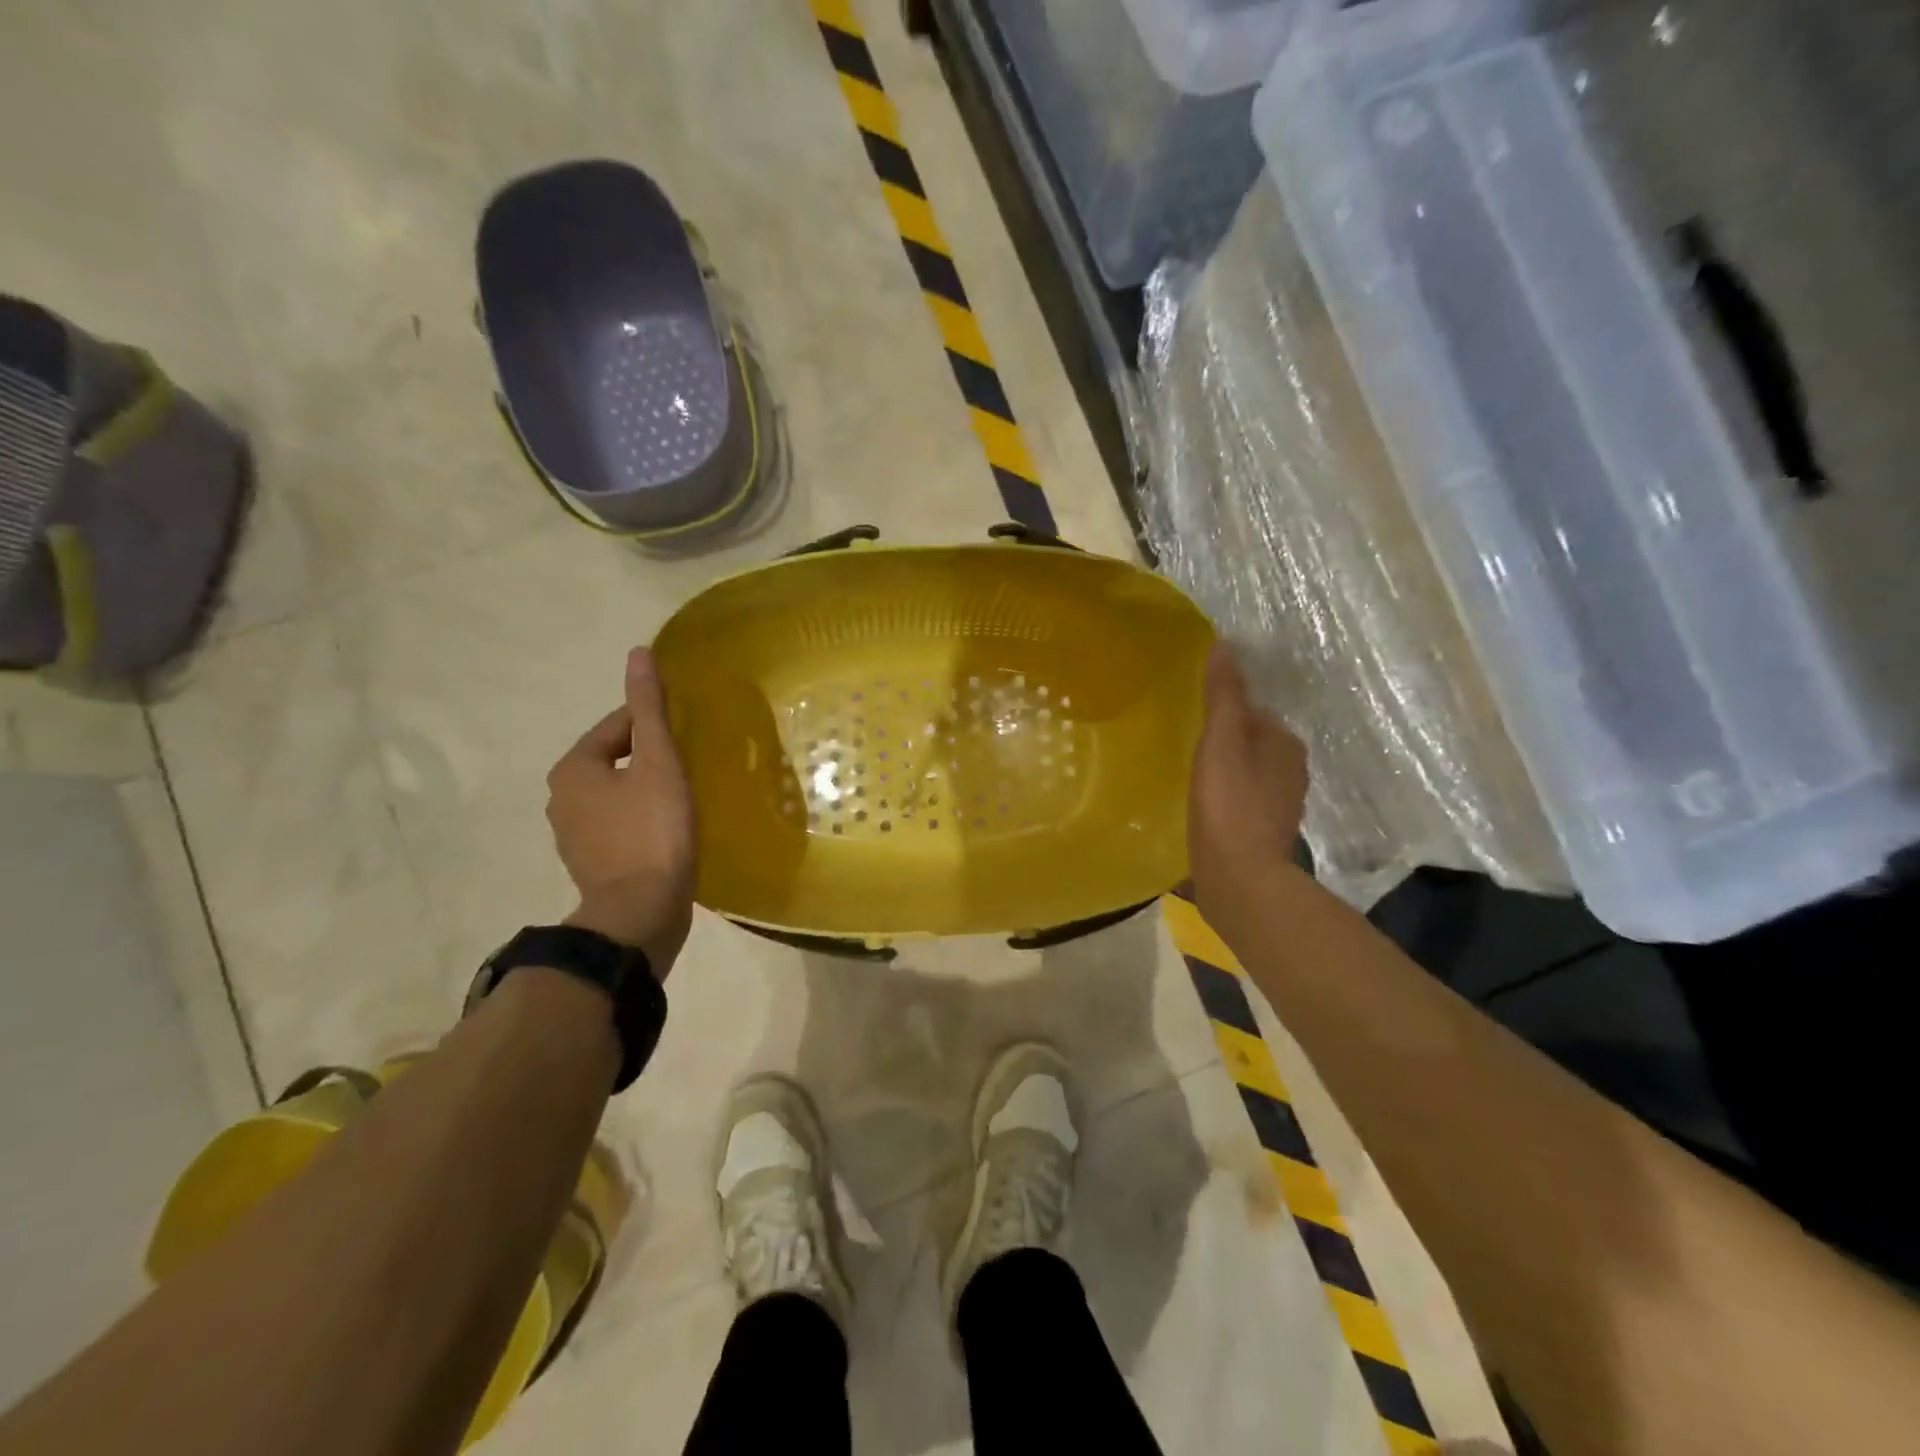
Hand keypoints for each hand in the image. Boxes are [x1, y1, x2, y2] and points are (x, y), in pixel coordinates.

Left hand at [546, 648, 696, 975]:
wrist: (640, 913)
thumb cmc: (652, 831)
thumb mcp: (658, 762)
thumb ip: (649, 709)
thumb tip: (638, 653)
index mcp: (573, 769)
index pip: (616, 726)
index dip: (654, 723)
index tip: (688, 734)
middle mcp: (562, 798)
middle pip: (614, 760)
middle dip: (649, 758)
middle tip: (691, 765)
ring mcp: (574, 836)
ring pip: (617, 795)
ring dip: (646, 790)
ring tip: (685, 796)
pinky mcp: (592, 864)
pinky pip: (620, 826)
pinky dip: (642, 820)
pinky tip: (671, 830)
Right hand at [1188, 644, 1308, 928]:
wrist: (1241, 881)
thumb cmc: (1230, 805)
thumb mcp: (1221, 742)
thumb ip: (1223, 696)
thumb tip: (1226, 645)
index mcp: (1284, 744)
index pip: (1252, 712)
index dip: (1223, 711)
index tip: (1192, 716)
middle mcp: (1290, 771)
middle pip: (1251, 742)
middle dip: (1224, 740)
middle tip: (1184, 742)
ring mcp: (1279, 805)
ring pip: (1246, 772)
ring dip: (1223, 769)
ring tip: (1187, 772)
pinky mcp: (1263, 832)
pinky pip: (1240, 800)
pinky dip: (1224, 796)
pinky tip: (1199, 805)